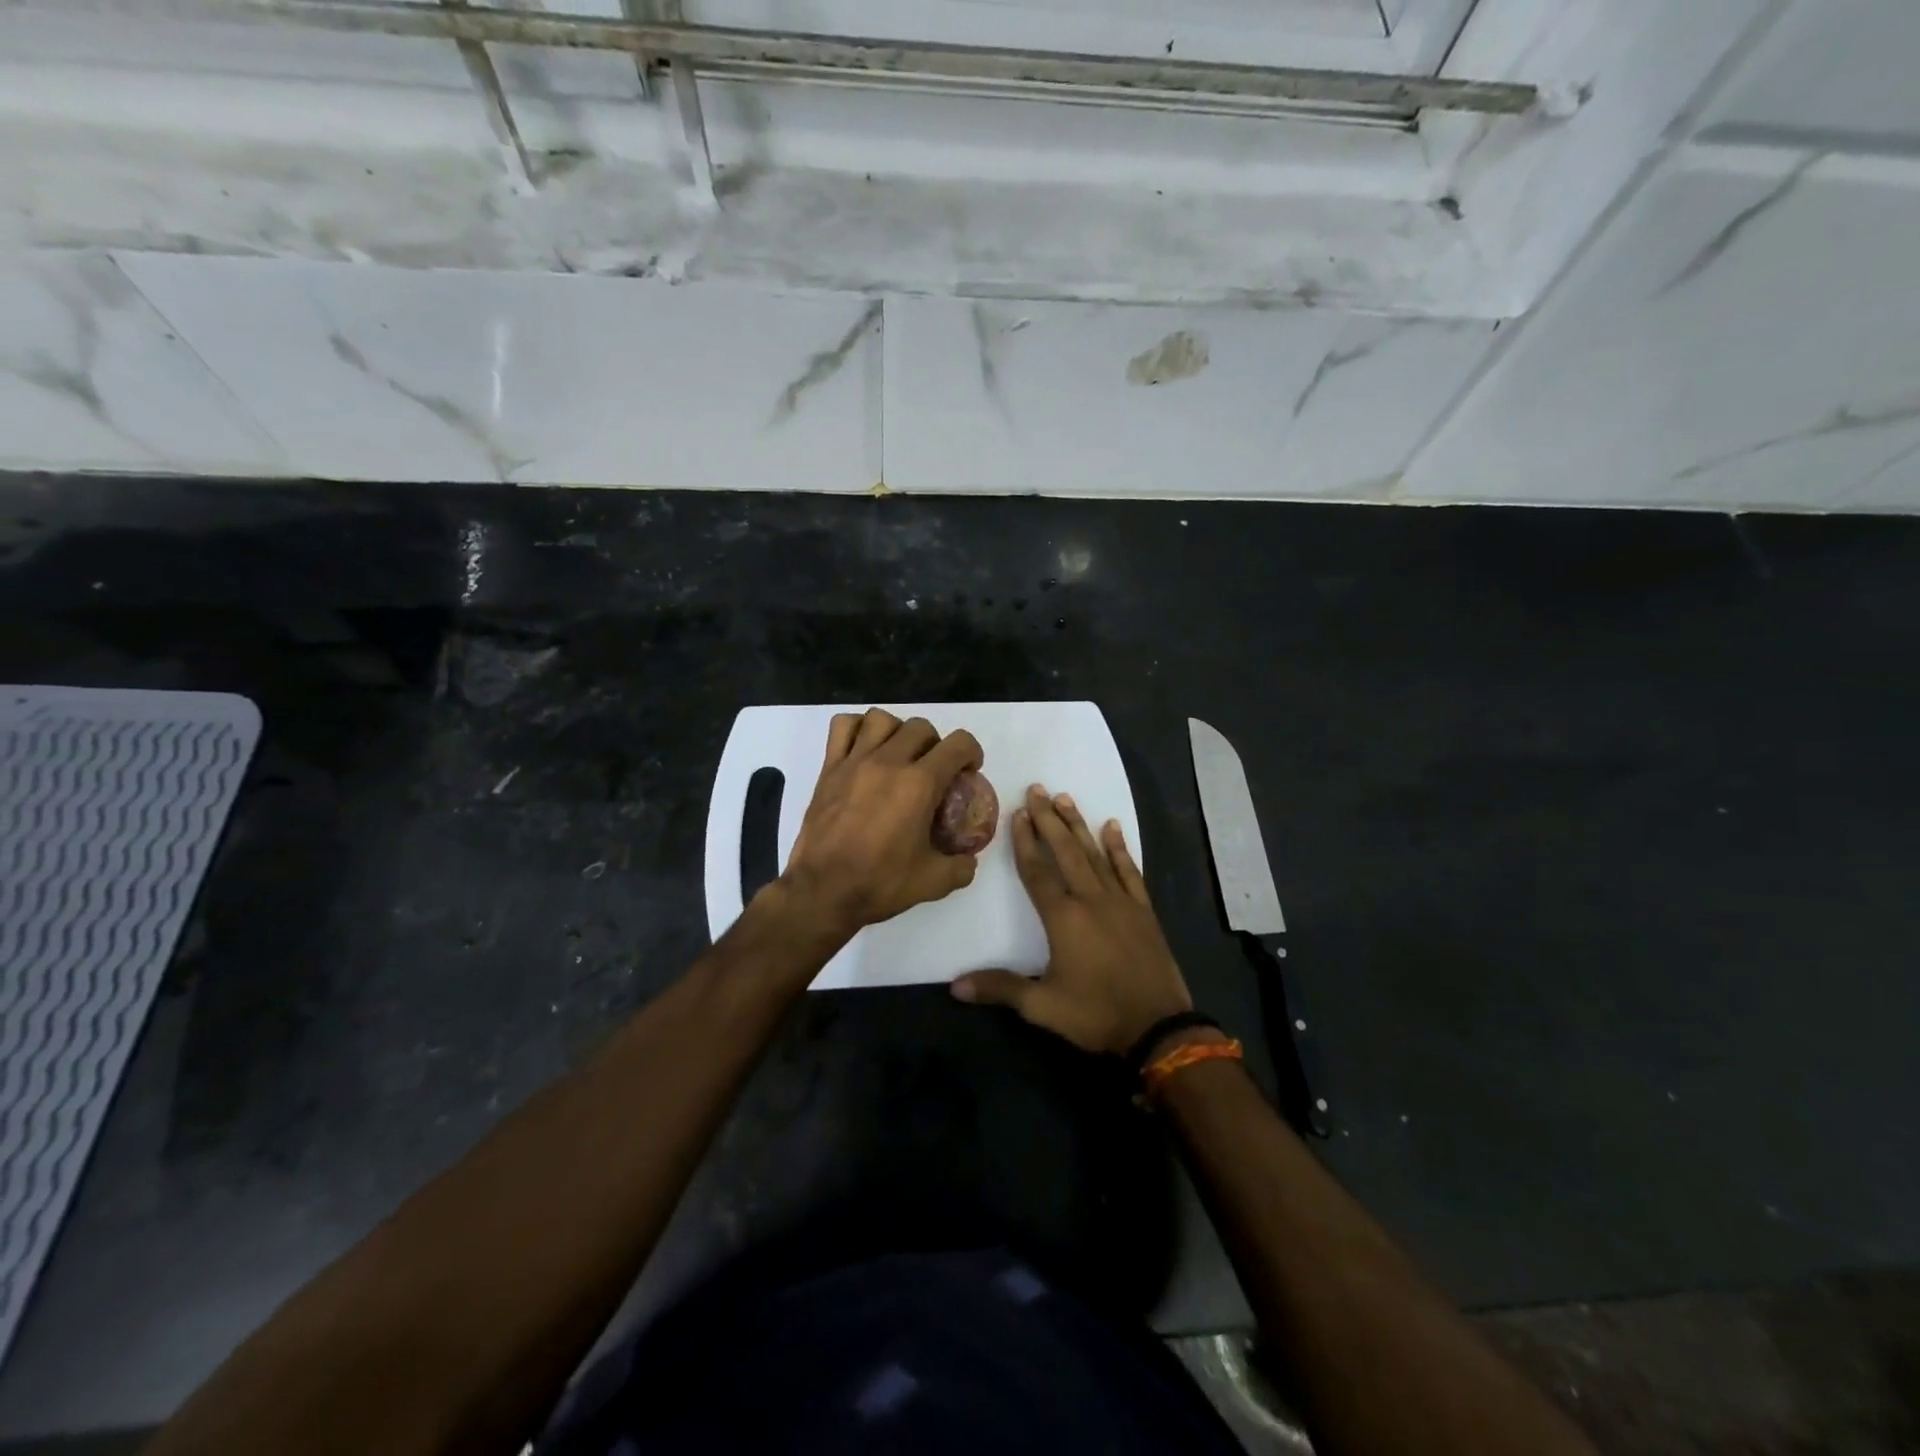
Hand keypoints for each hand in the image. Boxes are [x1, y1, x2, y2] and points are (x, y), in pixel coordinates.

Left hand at [779, 708, 984, 935]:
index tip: (968, 771)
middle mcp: (889, 762)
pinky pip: (842, 727)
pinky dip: (857, 728)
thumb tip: (968, 859)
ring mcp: (855, 761)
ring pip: (882, 719)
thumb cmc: (879, 884)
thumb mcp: (933, 882)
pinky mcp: (829, 768)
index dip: (971, 753)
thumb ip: (961, 867)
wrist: (822, 891)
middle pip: (921, 728)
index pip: (958, 744)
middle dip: (936, 744)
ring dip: (897, 731)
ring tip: (898, 755)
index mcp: (919, 785)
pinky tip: (864, 748)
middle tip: (933, 770)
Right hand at [952, 786, 1191, 1055]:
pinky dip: (1119, 849)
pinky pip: (1129, 871)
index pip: (1038, 872)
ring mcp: (1121, 902)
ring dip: (1079, 825)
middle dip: (1050, 820)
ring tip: (1065, 799)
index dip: (1026, 842)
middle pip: (1067, 852)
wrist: (1158, 1027)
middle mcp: (1091, 900)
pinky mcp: (1143, 910)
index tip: (1018, 813)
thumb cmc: (1096, 1015)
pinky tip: (1112, 827)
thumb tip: (955, 986)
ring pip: (1096, 854)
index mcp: (1064, 918)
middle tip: (1038, 789)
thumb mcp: (1043, 1007)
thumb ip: (1000, 989)